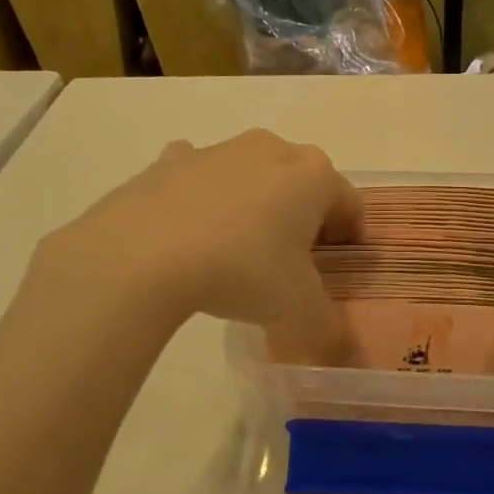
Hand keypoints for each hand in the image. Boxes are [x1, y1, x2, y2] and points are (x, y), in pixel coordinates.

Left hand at [31, 130, 362, 358]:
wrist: (142, 254)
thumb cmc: (242, 270)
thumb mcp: (298, 310)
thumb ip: (327, 326)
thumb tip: (338, 344)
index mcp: (314, 175)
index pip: (350, 205)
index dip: (349, 240)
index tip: (336, 270)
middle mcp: (272, 149)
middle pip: (302, 183)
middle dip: (302, 218)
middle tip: (290, 264)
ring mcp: (218, 149)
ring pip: (251, 176)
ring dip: (253, 206)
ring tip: (236, 253)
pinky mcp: (169, 161)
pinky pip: (198, 177)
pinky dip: (201, 198)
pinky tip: (189, 232)